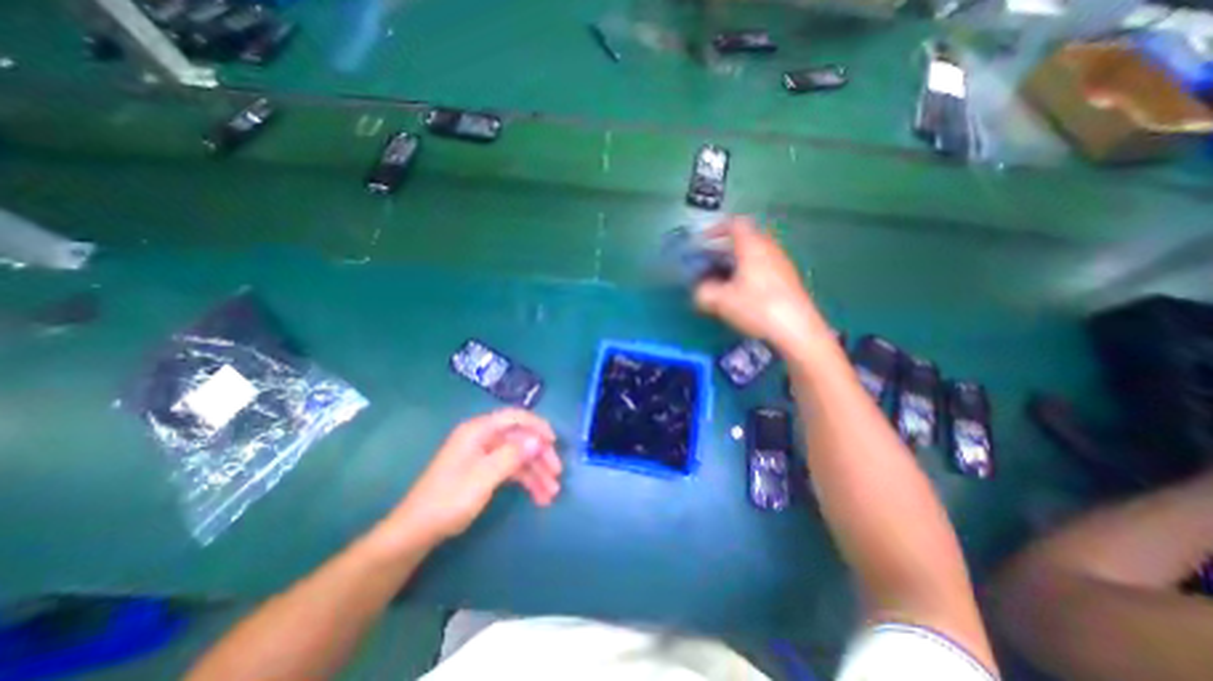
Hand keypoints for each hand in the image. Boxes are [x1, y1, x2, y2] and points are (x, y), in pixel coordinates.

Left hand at [382, 411, 561, 547]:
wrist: (416, 531)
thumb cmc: (449, 500)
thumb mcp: (484, 476)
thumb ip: (513, 455)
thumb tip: (539, 439)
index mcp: (479, 431)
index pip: (515, 417)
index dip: (537, 426)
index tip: (554, 442)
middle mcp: (483, 438)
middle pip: (520, 439)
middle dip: (540, 456)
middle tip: (557, 474)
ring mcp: (483, 455)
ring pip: (518, 456)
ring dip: (536, 473)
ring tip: (551, 493)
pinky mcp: (484, 471)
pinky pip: (511, 470)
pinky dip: (525, 481)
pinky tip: (539, 496)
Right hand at [697, 215, 828, 350]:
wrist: (797, 330)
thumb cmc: (757, 307)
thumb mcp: (721, 301)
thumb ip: (704, 292)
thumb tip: (700, 289)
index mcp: (753, 246)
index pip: (735, 224)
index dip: (717, 228)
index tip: (703, 241)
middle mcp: (769, 249)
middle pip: (746, 238)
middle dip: (725, 247)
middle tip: (709, 261)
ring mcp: (782, 264)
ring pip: (755, 253)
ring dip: (737, 260)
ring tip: (722, 277)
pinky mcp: (788, 280)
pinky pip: (764, 266)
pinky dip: (748, 272)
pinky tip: (741, 291)